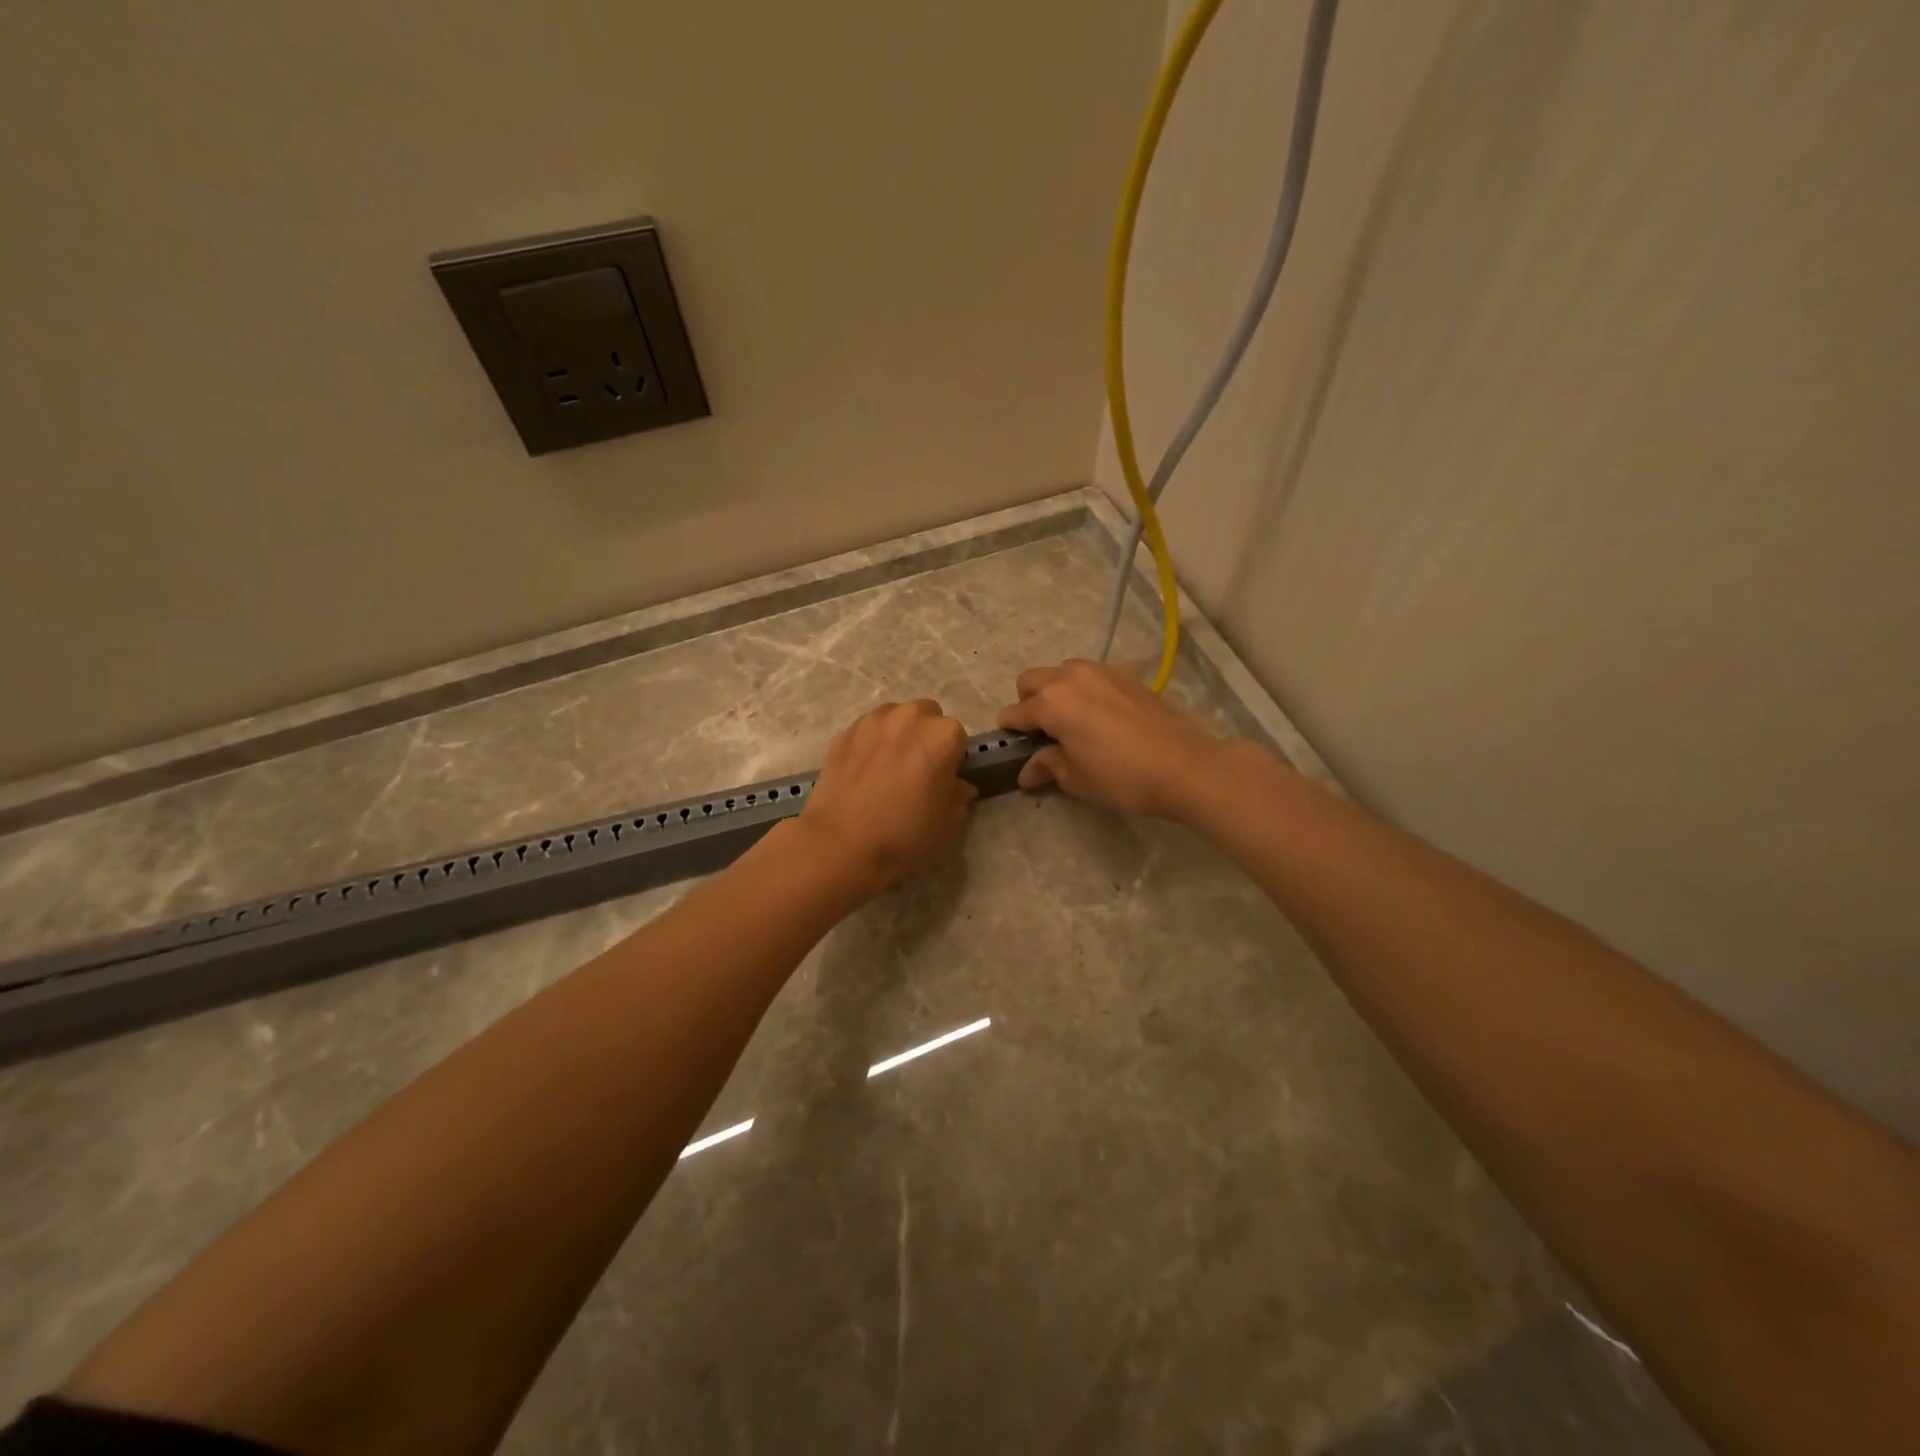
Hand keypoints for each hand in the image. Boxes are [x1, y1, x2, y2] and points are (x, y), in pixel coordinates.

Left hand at [795, 699, 975, 896]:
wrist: (840, 843)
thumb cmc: (904, 834)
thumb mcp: (948, 824)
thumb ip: (959, 797)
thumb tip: (958, 787)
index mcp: (943, 735)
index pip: (958, 738)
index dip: (952, 759)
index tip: (943, 779)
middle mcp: (910, 716)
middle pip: (927, 716)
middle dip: (926, 736)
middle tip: (917, 769)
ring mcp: (873, 720)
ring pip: (895, 717)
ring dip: (898, 734)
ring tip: (888, 767)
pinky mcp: (844, 732)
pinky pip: (867, 730)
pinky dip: (871, 742)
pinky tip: (863, 771)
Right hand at [997, 660, 1234, 820]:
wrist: (1184, 765)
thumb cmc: (1122, 777)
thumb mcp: (1077, 779)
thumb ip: (1047, 766)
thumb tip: (1027, 771)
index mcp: (1051, 702)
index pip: (1015, 713)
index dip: (1010, 734)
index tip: (1016, 751)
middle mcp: (1070, 677)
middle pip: (1031, 681)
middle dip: (1028, 704)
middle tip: (1043, 734)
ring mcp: (1100, 671)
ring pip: (1061, 672)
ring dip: (1055, 692)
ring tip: (1072, 723)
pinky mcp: (1125, 675)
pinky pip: (1089, 676)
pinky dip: (1083, 691)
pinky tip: (1099, 718)